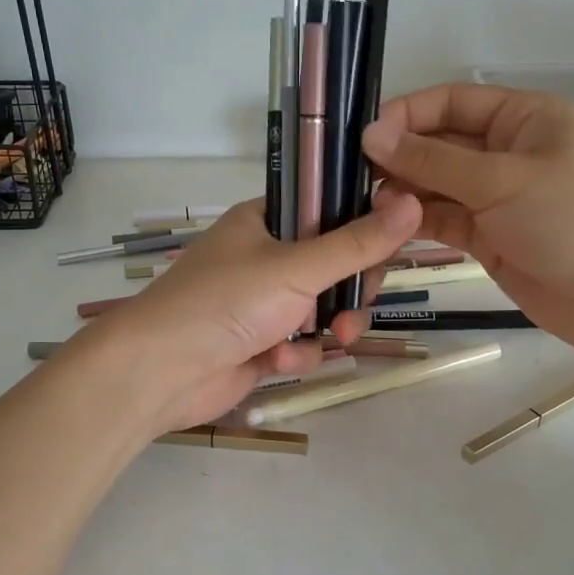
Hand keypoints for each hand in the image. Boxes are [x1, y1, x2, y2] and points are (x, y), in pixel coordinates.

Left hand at [73, 192, 421, 436]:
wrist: (160, 371)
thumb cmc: (224, 302)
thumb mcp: (296, 268)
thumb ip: (357, 244)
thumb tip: (413, 202)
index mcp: (266, 221)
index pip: (330, 210)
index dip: (363, 225)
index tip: (392, 243)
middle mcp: (266, 256)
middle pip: (334, 265)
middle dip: (351, 290)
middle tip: (357, 304)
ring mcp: (262, 302)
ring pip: (323, 309)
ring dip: (330, 326)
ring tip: (333, 338)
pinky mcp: (260, 343)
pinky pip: (301, 342)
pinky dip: (298, 352)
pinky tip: (279, 360)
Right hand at [361, 84, 573, 364]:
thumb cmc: (571, 219)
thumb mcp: (500, 180)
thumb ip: (432, 160)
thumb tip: (370, 135)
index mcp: (521, 118)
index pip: (451, 102)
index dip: (407, 114)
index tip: (364, 136)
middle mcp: (504, 151)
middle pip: (439, 144)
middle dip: (399, 157)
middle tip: (352, 176)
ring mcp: (494, 197)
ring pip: (435, 185)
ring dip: (402, 192)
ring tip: (366, 205)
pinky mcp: (486, 236)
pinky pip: (442, 219)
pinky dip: (415, 221)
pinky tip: (384, 226)